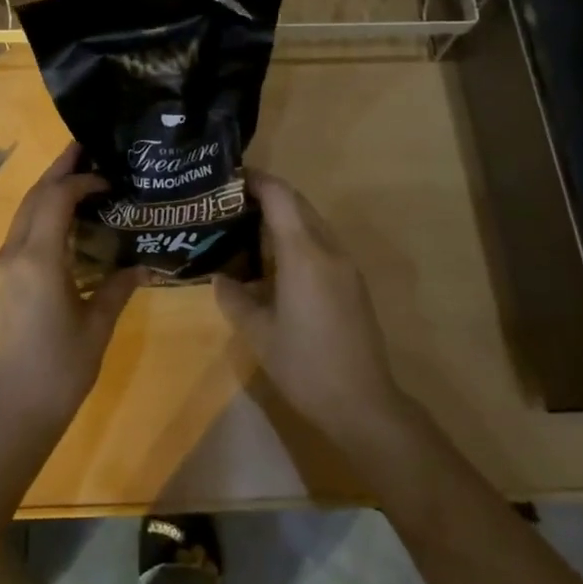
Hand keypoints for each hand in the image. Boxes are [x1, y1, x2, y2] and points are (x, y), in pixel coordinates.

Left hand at [0, 145, 144, 445]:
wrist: (8, 416)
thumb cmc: (59, 372)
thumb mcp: (97, 328)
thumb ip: (118, 288)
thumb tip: (140, 266)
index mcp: (37, 261)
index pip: (56, 199)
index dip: (80, 181)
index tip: (108, 178)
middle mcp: (11, 256)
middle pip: (33, 199)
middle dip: (58, 172)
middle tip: (84, 150)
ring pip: (22, 216)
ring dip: (47, 195)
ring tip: (77, 182)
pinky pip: (18, 238)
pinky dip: (39, 220)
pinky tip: (62, 228)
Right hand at [214, 173, 411, 452]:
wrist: (363, 404)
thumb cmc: (305, 366)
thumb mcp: (259, 334)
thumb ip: (235, 298)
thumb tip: (219, 278)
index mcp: (303, 253)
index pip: (280, 196)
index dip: (256, 180)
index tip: (228, 179)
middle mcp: (328, 249)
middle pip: (298, 204)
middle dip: (267, 195)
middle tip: (231, 203)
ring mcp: (345, 265)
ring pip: (312, 223)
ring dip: (283, 218)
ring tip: (247, 230)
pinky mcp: (353, 282)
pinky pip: (321, 244)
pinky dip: (297, 239)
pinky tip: (275, 263)